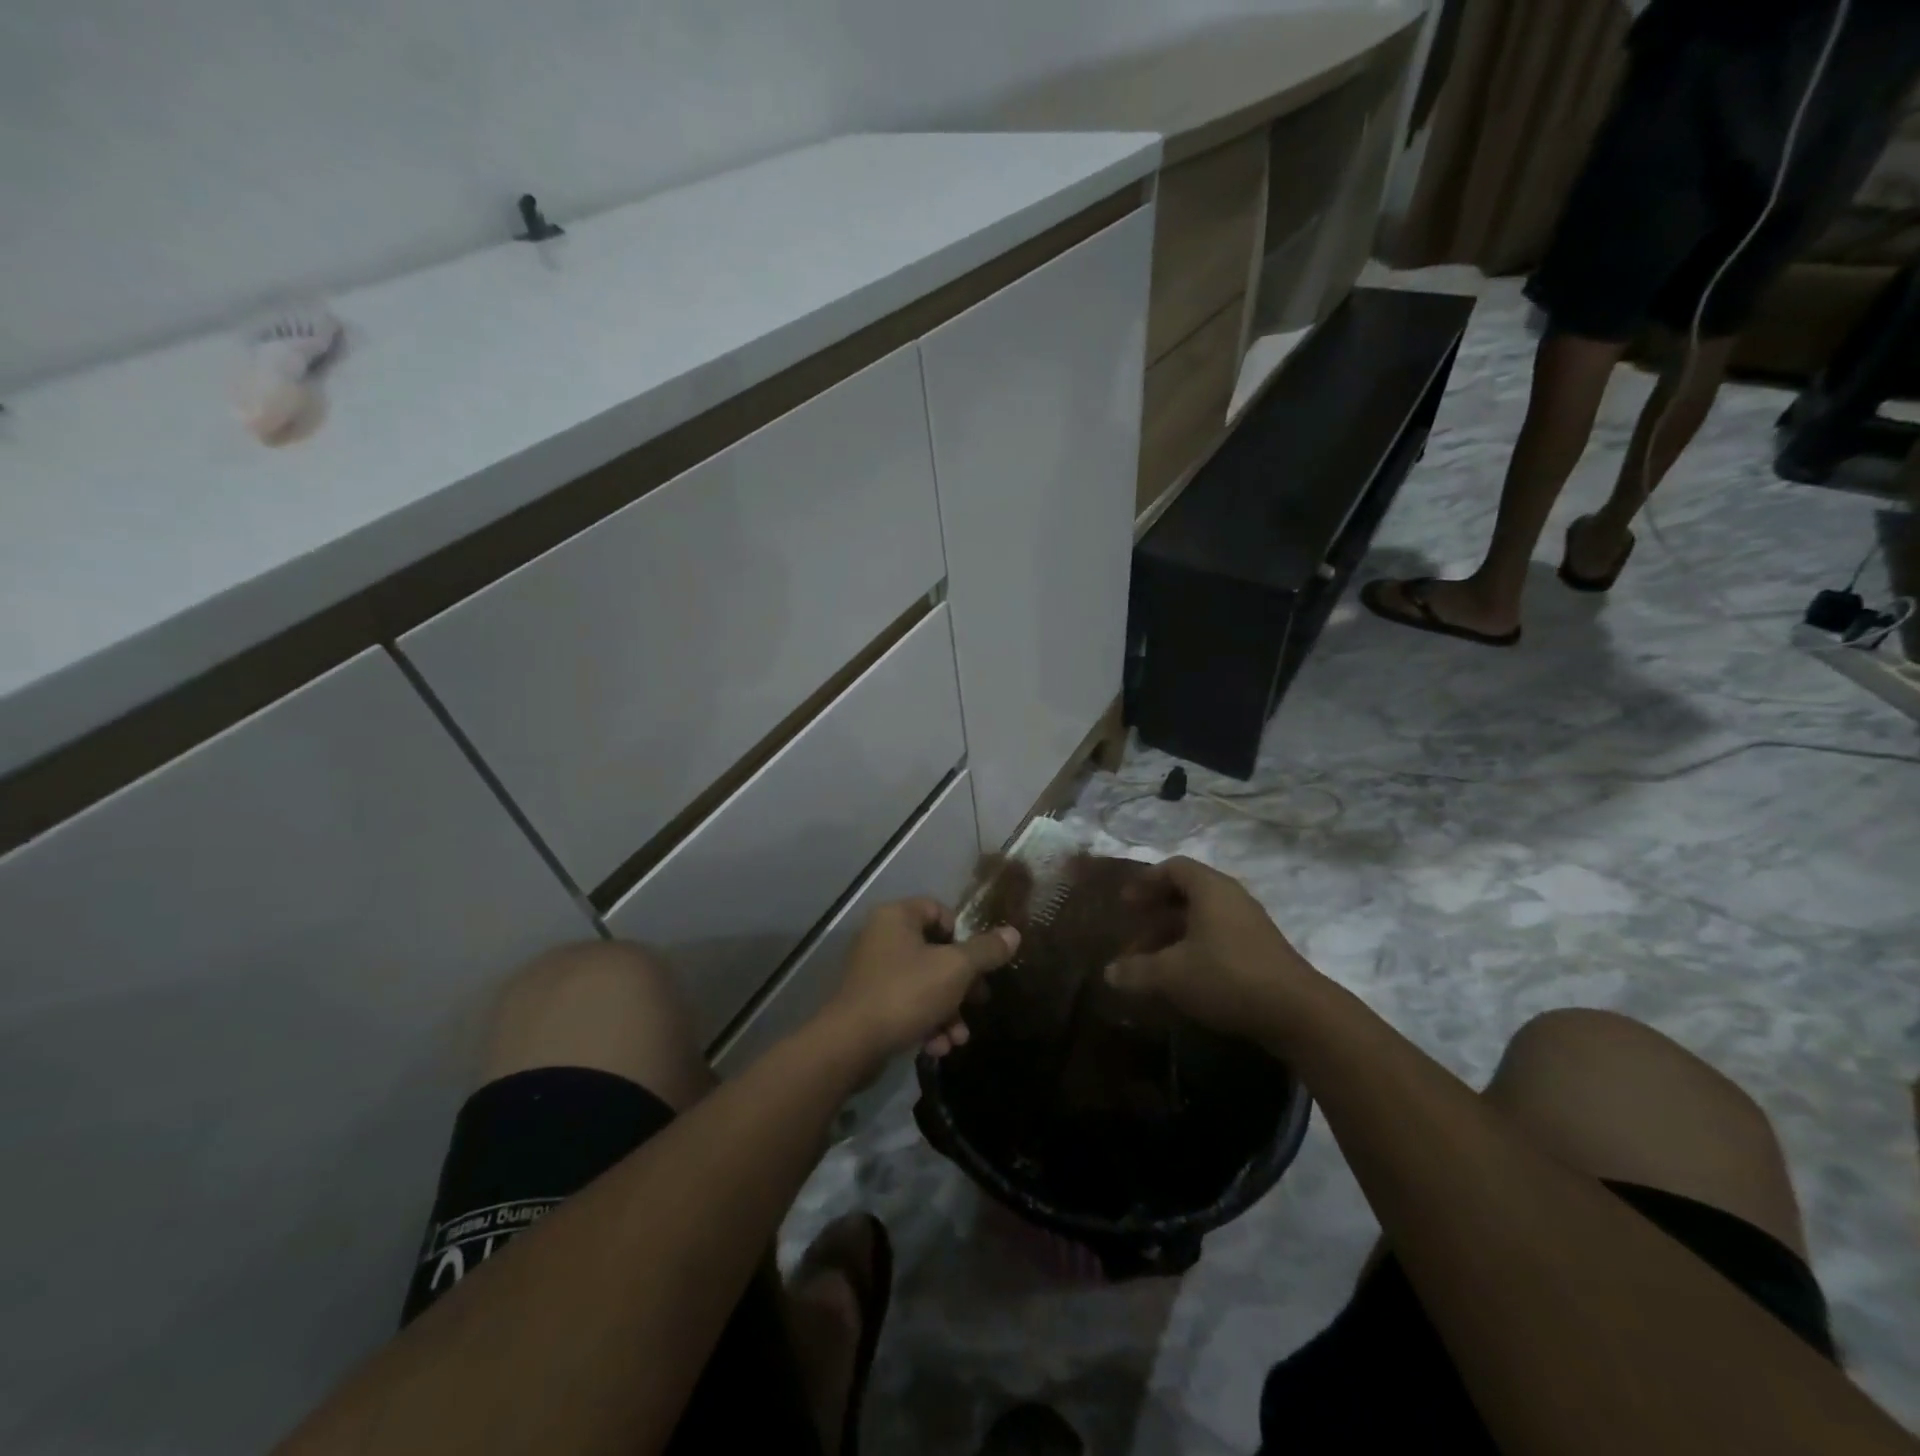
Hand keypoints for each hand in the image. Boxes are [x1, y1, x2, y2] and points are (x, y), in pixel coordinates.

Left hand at [818, 898, 1019, 1066]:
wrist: (850, 1044)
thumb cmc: (906, 993)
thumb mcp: (955, 969)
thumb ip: (986, 951)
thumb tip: (1013, 934)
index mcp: (897, 917)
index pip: (939, 911)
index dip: (963, 935)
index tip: (979, 962)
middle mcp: (882, 937)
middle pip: (935, 951)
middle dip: (962, 984)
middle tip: (979, 1002)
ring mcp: (873, 971)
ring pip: (924, 983)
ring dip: (947, 1010)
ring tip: (959, 1038)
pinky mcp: (869, 1003)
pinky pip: (907, 1004)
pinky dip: (925, 1022)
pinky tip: (937, 1048)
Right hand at [1104, 857, 1314, 1043]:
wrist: (1298, 1013)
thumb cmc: (1227, 976)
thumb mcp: (1172, 974)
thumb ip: (1137, 971)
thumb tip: (1109, 973)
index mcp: (1210, 889)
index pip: (1174, 867)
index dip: (1146, 881)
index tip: (1125, 901)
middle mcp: (1231, 898)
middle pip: (1187, 893)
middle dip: (1156, 912)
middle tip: (1133, 930)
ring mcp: (1249, 925)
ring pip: (1202, 919)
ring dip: (1173, 935)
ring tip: (1151, 962)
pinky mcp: (1260, 952)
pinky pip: (1217, 938)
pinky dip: (1193, 949)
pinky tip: (1181, 978)